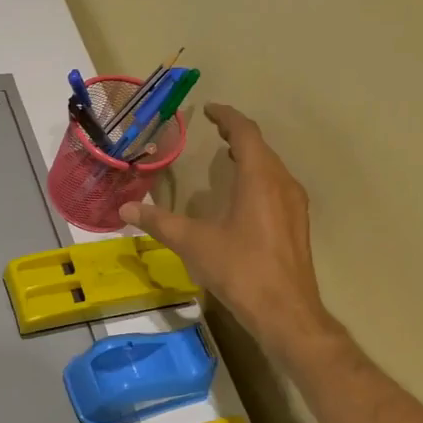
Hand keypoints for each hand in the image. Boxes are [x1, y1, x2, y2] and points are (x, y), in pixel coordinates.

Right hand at [121, 103, 334, 357]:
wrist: (285, 312)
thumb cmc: (240, 269)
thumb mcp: (194, 243)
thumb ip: (159, 223)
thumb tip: (125, 209)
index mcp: (259, 178)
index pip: (245, 133)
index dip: (227, 117)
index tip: (209, 110)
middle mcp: (282, 184)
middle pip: (261, 147)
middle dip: (238, 135)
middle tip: (214, 131)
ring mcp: (294, 205)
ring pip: (272, 167)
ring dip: (251, 157)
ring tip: (227, 156)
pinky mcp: (297, 225)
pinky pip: (277, 186)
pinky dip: (259, 178)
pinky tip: (244, 195)